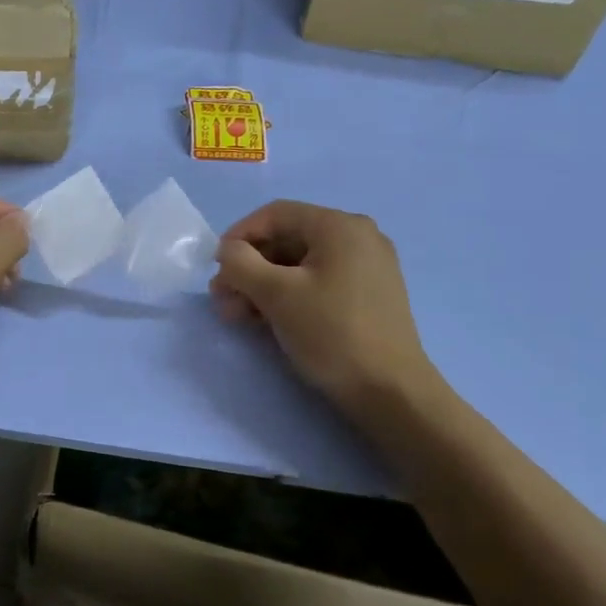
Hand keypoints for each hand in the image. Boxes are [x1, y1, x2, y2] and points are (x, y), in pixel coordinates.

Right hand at [210, 201, 441, 411]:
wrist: (390, 391)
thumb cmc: (331, 333)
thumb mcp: (276, 294)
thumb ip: (240, 263)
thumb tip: (229, 252)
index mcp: (340, 226)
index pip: (275, 214)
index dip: (238, 236)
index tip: (216, 268)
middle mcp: (358, 238)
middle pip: (286, 240)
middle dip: (248, 268)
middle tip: (223, 300)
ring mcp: (367, 268)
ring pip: (299, 265)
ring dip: (262, 286)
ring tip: (239, 317)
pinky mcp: (368, 296)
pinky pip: (318, 283)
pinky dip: (288, 296)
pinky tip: (267, 321)